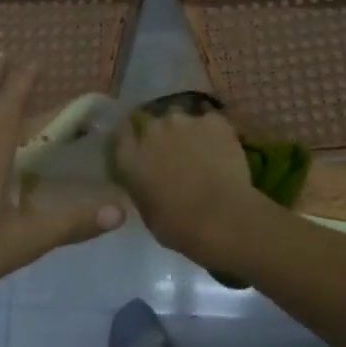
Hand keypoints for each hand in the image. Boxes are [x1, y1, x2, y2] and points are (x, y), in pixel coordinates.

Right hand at [113, 107, 263, 265]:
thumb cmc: (179, 226)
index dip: (133, 140)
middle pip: (153, 124)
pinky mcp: (213, 121)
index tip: (141, 149)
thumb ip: (143, 186)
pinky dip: (214, 133)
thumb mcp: (147, 211)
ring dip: (187, 132)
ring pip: (182, 120)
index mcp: (130, 157)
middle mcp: (152, 131)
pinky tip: (222, 150)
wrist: (221, 218)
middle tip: (175, 155)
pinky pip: (210, 122)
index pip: (123, 135)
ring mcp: (183, 121)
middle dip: (162, 136)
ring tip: (201, 151)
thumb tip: (150, 180)